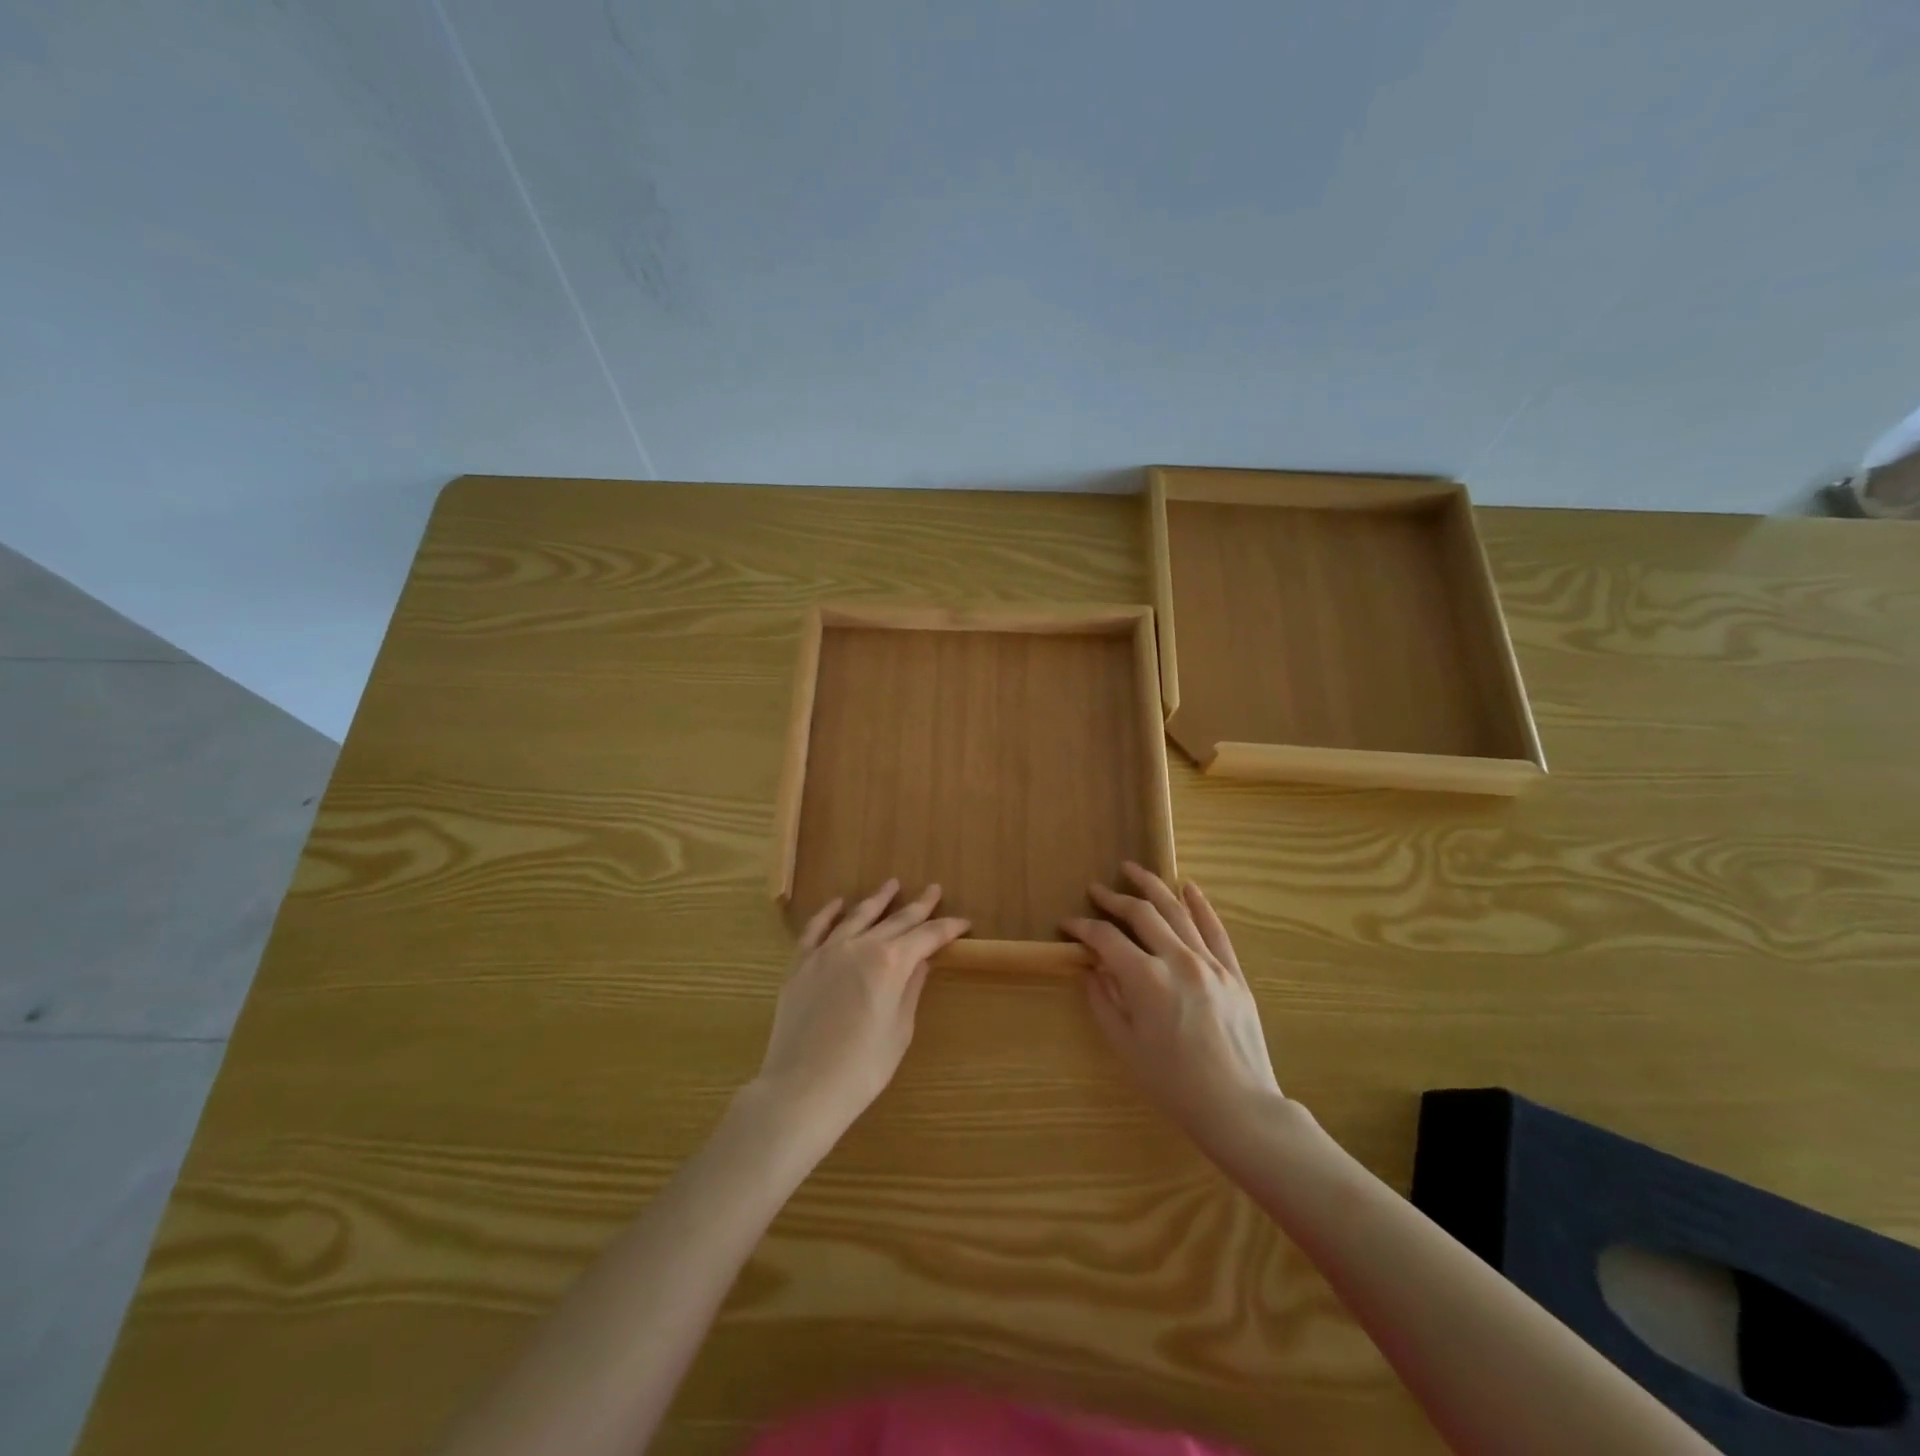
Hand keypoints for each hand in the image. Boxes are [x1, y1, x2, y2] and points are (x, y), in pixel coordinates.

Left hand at [750, 880, 968, 1147]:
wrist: (801, 1089)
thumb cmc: (861, 1069)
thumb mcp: (899, 1031)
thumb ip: (911, 989)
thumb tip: (922, 961)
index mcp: (890, 963)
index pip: (927, 936)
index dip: (947, 928)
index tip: (963, 922)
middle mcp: (860, 946)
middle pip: (896, 920)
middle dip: (919, 906)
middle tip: (934, 889)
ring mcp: (826, 951)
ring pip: (857, 916)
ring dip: (877, 899)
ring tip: (892, 884)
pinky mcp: (800, 963)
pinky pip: (816, 928)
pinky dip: (829, 912)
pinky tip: (839, 903)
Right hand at [1063, 863, 1283, 1153]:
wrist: (1237, 1107)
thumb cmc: (1172, 1083)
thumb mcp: (1125, 1046)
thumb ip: (1104, 1000)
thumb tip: (1092, 969)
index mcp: (1146, 979)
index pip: (1106, 938)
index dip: (1083, 927)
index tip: (1067, 924)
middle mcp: (1178, 960)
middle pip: (1141, 913)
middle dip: (1114, 897)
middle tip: (1095, 888)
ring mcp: (1210, 963)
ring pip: (1177, 911)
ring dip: (1152, 886)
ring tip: (1133, 869)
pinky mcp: (1233, 972)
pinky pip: (1215, 929)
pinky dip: (1200, 905)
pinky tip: (1189, 887)